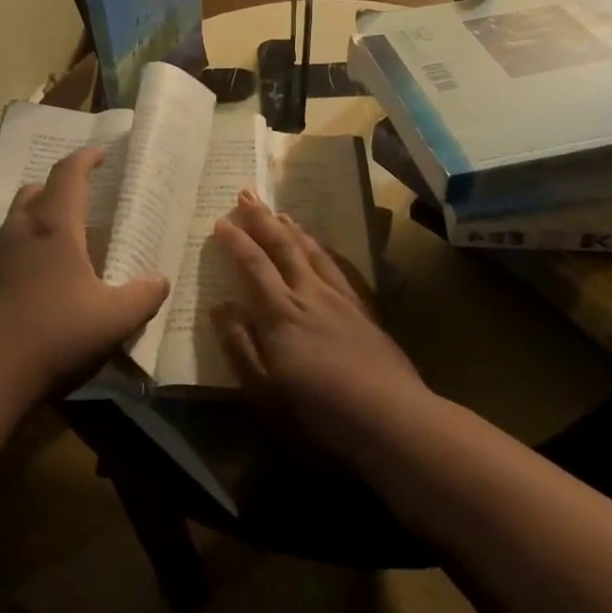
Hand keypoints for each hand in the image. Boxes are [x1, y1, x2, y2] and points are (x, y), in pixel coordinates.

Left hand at [0, 147, 169, 405]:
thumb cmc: (51, 334)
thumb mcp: (112, 320)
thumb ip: (142, 297)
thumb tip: (160, 280)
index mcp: (54, 226)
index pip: (69, 173)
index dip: (86, 158)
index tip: (102, 153)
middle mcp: (20, 229)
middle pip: (38, 190)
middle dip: (61, 187)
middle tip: (85, 199)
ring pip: (19, 218)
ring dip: (42, 217)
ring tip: (66, 239)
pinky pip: (8, 247)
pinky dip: (28, 247)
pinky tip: (43, 277)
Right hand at [211, 191, 425, 449]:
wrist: (391, 418)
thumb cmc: (318, 412)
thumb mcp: (265, 390)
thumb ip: (240, 345)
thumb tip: (220, 307)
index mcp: (280, 314)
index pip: (252, 266)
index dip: (235, 242)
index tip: (221, 221)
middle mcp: (308, 295)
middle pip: (282, 248)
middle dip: (261, 220)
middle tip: (246, 194)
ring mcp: (340, 299)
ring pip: (311, 251)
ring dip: (291, 228)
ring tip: (279, 211)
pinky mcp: (363, 310)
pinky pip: (339, 266)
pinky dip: (324, 248)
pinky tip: (322, 245)